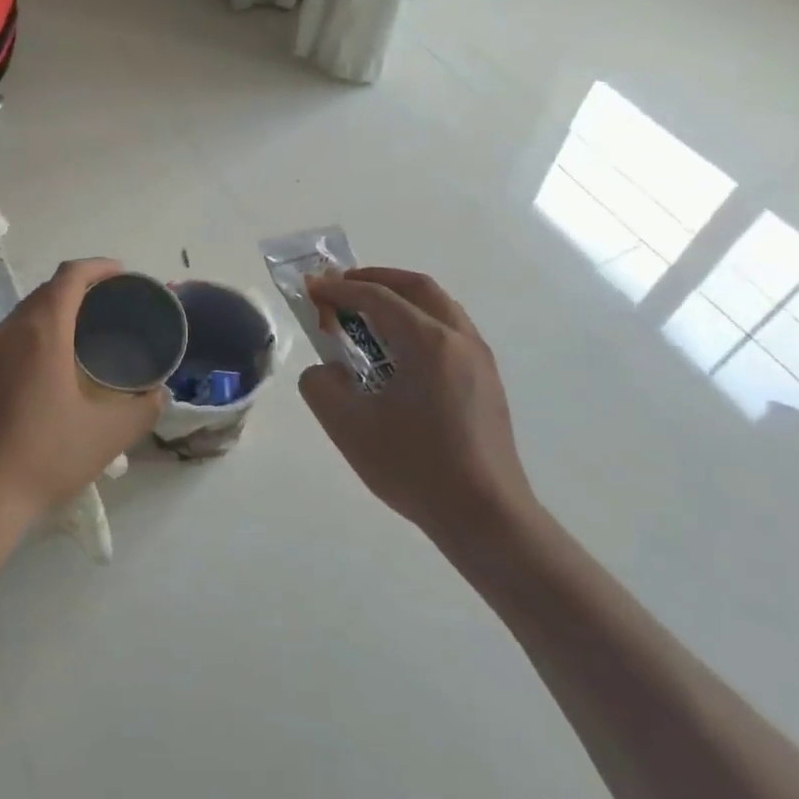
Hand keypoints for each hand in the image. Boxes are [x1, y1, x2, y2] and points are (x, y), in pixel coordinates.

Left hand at [0, 258, 164, 523]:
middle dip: (79, 287)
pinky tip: (48, 367)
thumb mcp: (107, 435)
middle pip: (46, 290)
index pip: (70, 276)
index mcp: (43, 331)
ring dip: (54, 311)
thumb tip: (158, 394)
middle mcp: (9, 330)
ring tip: (82, 333)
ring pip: (24, 313)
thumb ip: (142, 409)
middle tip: (109, 305)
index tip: (122, 274)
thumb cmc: (44, 456)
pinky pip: (9, 337)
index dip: (98, 267)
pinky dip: (34, 333)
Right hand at [299, 268, 538, 547]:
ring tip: (368, 316)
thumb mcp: (348, 427)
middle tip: (342, 287)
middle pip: (417, 287)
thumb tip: (327, 371)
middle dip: (376, 279)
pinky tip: (400, 354)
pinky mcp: (488, 383)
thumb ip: (321, 386)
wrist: (487, 519)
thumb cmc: (415, 467)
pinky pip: (450, 331)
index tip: (310, 288)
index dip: (338, 289)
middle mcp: (459, 338)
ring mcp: (480, 360)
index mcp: (428, 341)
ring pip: (439, 307)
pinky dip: (420, 322)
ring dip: (401, 299)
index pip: (376, 297)